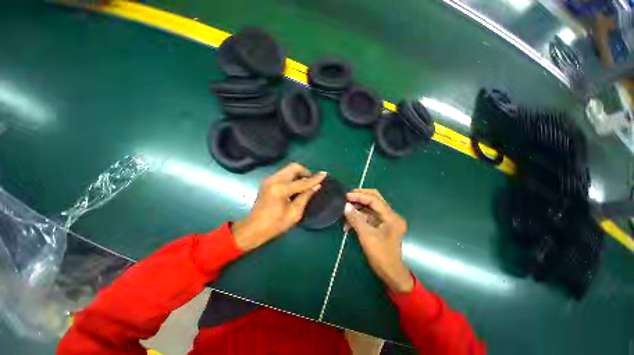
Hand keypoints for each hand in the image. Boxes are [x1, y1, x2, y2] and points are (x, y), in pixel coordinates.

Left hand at [232, 163, 326, 251]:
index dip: (315, 178)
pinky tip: (295, 185)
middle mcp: (274, 180)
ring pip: (288, 169)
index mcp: (280, 189)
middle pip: (293, 167)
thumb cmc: (275, 225)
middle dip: (305, 172)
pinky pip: (283, 174)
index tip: (324, 174)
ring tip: (305, 184)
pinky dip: (292, 176)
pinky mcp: (267, 181)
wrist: (253, 228)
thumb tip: (316, 186)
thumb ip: (305, 196)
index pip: (302, 181)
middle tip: (312, 181)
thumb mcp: (294, 213)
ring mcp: (269, 179)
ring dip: (298, 174)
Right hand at [344, 189, 413, 292]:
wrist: (390, 273)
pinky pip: (367, 217)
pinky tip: (347, 225)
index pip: (374, 199)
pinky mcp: (380, 226)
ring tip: (344, 212)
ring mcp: (385, 221)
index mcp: (391, 216)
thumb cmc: (381, 255)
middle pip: (374, 200)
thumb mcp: (367, 236)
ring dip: (356, 209)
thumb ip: (355, 219)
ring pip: (369, 208)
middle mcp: (390, 215)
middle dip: (359, 197)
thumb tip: (345, 206)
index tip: (346, 196)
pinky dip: (358, 218)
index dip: (359, 196)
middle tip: (346, 197)